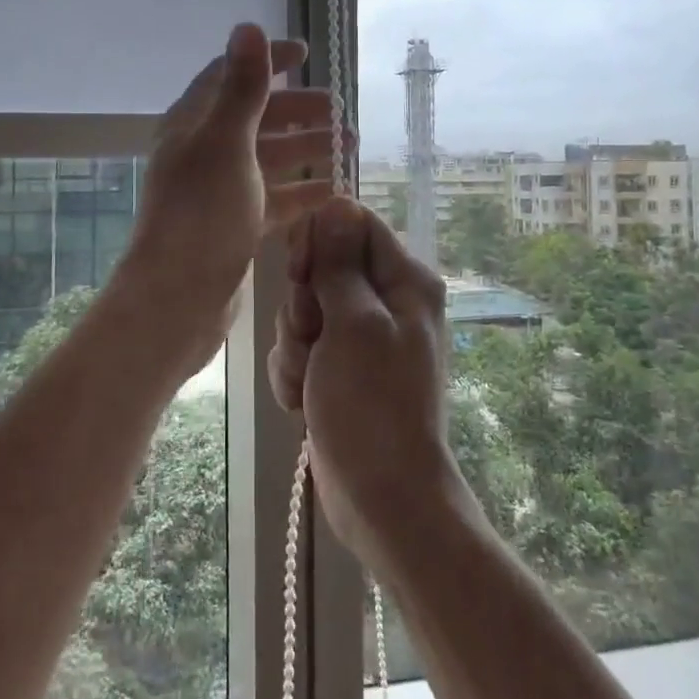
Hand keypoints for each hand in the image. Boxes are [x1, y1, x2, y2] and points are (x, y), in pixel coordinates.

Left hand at [120, 23, 341, 367]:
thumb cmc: (202, 214)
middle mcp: (205, 151)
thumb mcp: (227, 143)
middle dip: (298, 109)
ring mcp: (221, 190)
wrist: (178, 298)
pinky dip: (304, 190)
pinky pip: (276, 198)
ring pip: (270, 158)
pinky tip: (335, 189)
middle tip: (340, 110)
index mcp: (194, 124)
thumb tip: (249, 24)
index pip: (231, 76)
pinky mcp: (236, 225)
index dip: (267, 61)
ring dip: (308, 147)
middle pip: (257, 117)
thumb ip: (243, 87)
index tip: (306, 53)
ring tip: (350, 144)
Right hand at [268, 197, 462, 568]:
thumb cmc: (372, 405)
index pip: (352, 222)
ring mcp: (360, 337)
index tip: (304, 274)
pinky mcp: (338, 368)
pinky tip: (303, 402)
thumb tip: (337, 202)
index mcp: (404, 280)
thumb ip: (341, 262)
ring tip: (310, 380)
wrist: (381, 497)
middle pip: (323, 265)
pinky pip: (301, 348)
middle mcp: (385, 301)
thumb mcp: (354, 324)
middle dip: (303, 303)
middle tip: (312, 336)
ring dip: (294, 345)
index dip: (319, 241)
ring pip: (304, 310)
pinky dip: (295, 372)